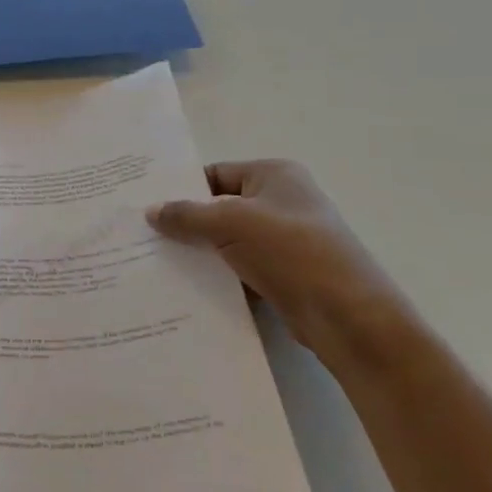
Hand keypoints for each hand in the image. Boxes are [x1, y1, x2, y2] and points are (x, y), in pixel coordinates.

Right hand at [148, 160, 412, 362]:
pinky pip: (239, 268)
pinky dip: (217, 276)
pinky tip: (184, 286)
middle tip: (142, 235)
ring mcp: (285, 240)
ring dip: (199, 252)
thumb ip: (186, 215)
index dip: (181, 188)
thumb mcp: (230, 223)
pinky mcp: (284, 275)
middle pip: (219, 207)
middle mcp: (282, 201)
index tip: (145, 205)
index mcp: (275, 175)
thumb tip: (151, 211)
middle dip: (185, 223)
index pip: (214, 174)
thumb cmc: (292, 251)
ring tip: (153, 261)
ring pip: (227, 241)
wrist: (349, 317)